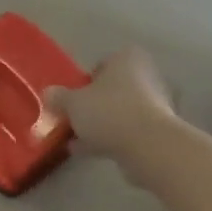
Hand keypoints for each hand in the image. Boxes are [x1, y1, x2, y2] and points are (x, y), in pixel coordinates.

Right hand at [45, 46, 184, 186]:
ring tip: (78, 141)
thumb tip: (49, 94)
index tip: (73, 99)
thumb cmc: (109, 112)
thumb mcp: (72, 103)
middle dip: (94, 105)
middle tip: (74, 120)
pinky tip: (92, 152)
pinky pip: (130, 131)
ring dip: (102, 124)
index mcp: (128, 58)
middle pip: (113, 89)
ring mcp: (159, 104)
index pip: (102, 64)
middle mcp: (147, 75)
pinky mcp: (162, 130)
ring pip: (121, 111)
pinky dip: (113, 138)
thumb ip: (58, 97)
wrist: (149, 146)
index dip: (85, 82)